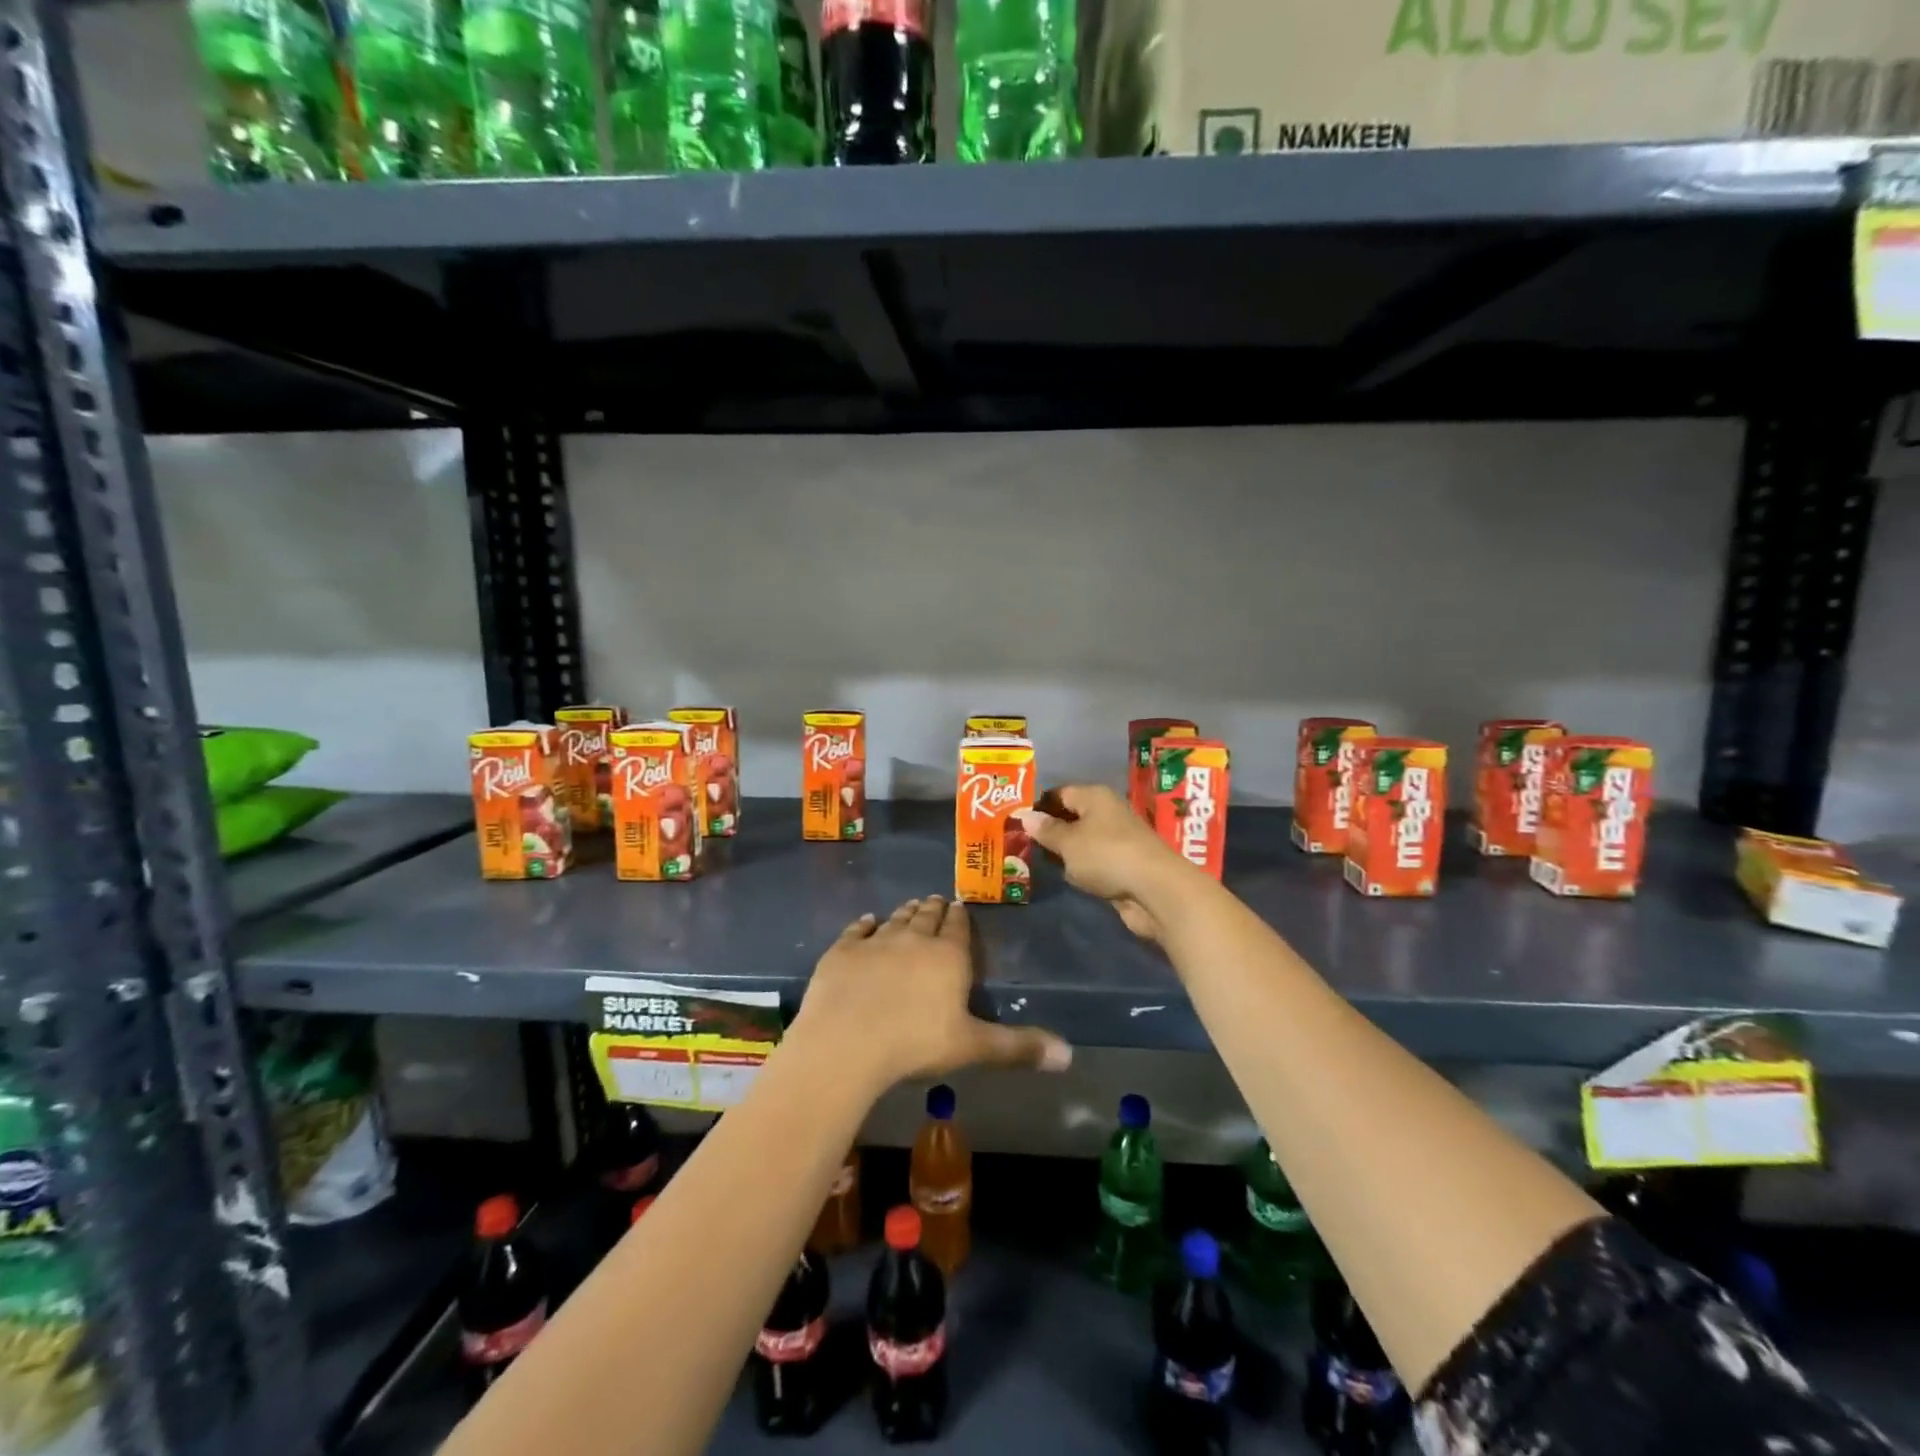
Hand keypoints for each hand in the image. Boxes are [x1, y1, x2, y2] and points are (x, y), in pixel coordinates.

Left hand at [787, 896, 1071, 1095]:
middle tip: (936, 900)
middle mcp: (914, 939)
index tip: (959, 906)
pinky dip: (864, 924)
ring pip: (895, 919)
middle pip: (927, 916)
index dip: (960, 917)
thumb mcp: (972, 1047)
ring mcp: (875, 942)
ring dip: (905, 912)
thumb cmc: (915, 1044)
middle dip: (934, 908)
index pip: (958, 927)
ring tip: (911, 905)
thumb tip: (1069, 1055)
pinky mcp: (842, 950)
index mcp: (948, 956)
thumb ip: (1018, 1047)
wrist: (846, 1042)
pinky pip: (857, 930)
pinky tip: (867, 921)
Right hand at [1015, 784, 1186, 941]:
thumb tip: (1025, 816)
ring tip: (1033, 860)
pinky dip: (1079, 868)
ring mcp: (1116, 840)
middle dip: (1048, 830)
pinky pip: (1092, 862)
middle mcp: (1107, 813)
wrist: (1154, 890)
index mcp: (1095, 797)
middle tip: (1019, 842)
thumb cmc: (1106, 855)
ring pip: (1081, 841)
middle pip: (1071, 816)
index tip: (1015, 820)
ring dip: (1063, 852)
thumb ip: (1046, 830)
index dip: (1038, 805)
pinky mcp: (1122, 865)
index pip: (1060, 793)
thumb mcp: (1069, 842)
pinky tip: (1063, 876)